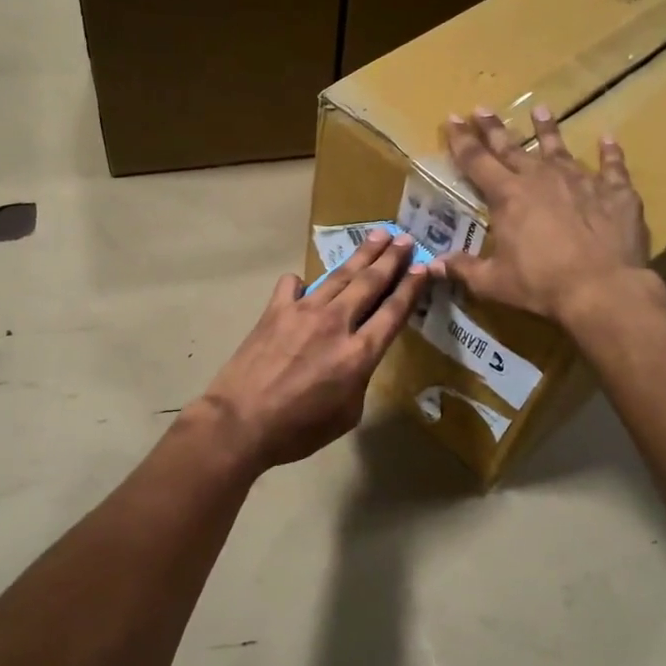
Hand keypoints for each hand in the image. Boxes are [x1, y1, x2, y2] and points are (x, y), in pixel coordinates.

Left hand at [195, 228, 428, 471]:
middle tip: (405, 238)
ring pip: (339, 276)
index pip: (393, 311)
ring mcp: (303, 311)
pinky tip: (305, 283)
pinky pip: (292, 285)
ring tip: (377, 235)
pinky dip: (302, 282)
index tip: (424, 267)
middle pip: (370, 283)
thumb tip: (355, 357)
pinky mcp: (275, 311)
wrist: (241, 421)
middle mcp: (336, 323)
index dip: (412, 287)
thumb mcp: (346, 414)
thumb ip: (359, 379)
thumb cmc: (298, 430)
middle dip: (391, 258)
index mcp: (359, 354)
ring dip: (361, 255)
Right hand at [432, 106, 656, 324]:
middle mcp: (541, 178)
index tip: (452, 118)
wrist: (603, 288)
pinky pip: (612, 166)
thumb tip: (432, 266)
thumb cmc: (541, 285)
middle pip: (512, 147)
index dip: (461, 140)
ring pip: (559, 148)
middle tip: (482, 107)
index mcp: (507, 196)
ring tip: (541, 110)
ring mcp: (581, 181)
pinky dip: (610, 152)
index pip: (477, 161)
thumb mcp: (493, 282)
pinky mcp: (616, 192)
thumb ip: (463, 269)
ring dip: (548, 129)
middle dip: (494, 128)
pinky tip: (608, 139)